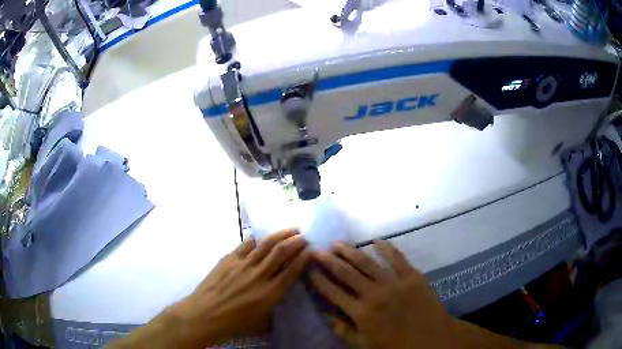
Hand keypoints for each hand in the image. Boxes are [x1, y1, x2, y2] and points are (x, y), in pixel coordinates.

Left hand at [179, 229, 310, 343]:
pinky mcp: (229, 259)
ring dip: (280, 234)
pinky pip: (245, 245)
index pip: (292, 270)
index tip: (311, 250)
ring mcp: (243, 265)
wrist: (204, 315)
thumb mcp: (261, 321)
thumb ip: (273, 306)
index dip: (304, 257)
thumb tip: (279, 297)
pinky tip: (260, 238)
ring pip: (266, 244)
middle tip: (303, 235)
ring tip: (290, 229)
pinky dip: (256, 240)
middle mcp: (259, 275)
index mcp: (270, 293)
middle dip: (295, 241)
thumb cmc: (234, 324)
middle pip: (281, 252)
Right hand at [309, 240, 454, 348]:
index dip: (319, 279)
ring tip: (337, 243)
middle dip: (329, 260)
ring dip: (350, 251)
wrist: (431, 338)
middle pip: (347, 273)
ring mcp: (394, 283)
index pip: (333, 292)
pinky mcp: (412, 276)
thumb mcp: (364, 344)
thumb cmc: (395, 345)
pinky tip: (376, 241)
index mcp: (361, 312)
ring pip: (367, 263)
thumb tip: (323, 314)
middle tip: (317, 249)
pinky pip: (397, 258)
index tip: (309, 268)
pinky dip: (386, 248)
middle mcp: (374, 294)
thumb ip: (342, 329)